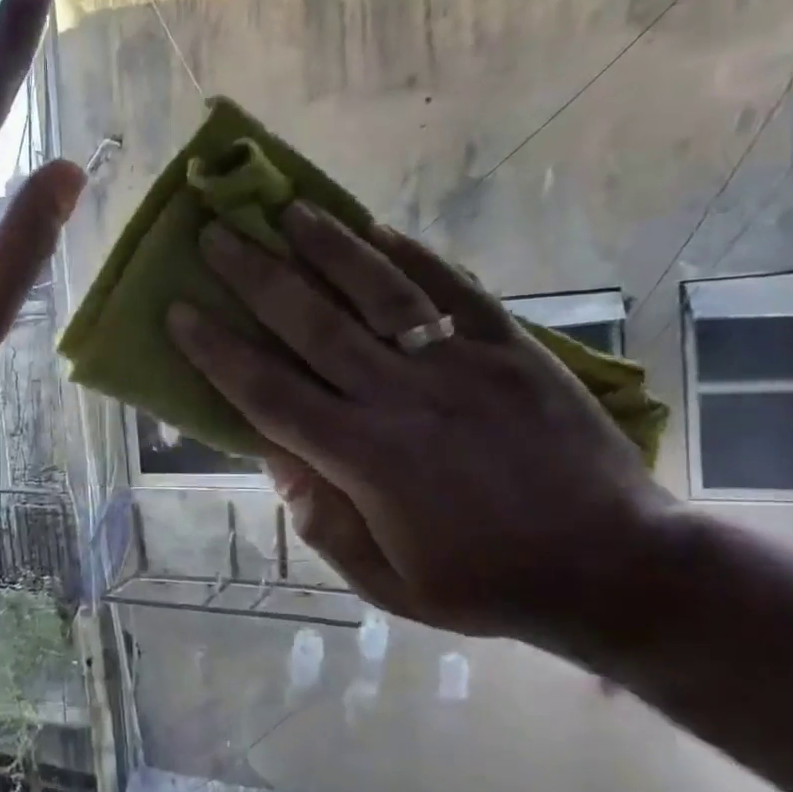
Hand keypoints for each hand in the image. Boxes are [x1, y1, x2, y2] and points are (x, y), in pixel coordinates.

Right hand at [168, 203, 676, 649]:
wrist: (613, 567)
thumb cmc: (485, 583)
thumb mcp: (387, 582)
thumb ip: (322, 521)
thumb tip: (274, 456)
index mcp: (364, 460)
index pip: (269, 393)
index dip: (217, 350)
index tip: (179, 310)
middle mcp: (401, 398)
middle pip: (311, 325)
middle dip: (255, 276)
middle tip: (215, 235)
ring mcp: (461, 365)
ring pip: (378, 293)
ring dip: (326, 247)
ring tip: (286, 208)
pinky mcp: (512, 349)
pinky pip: (454, 290)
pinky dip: (413, 257)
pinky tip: (376, 230)